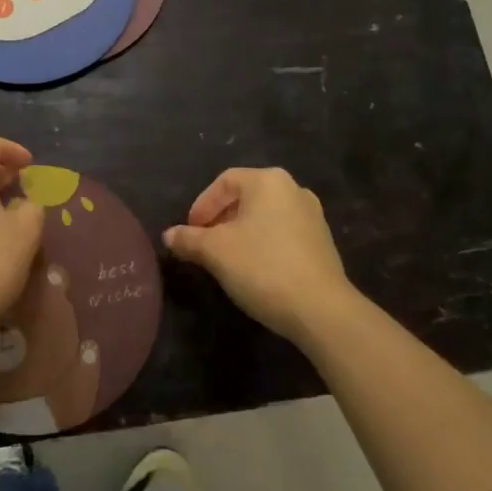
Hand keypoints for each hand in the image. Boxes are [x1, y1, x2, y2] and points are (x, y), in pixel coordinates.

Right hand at [163, 167, 355, 346]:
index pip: (225, 182)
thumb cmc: (263, 267)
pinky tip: (255, 270)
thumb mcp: (216, 252)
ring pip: (265, 216)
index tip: (190, 231)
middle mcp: (294, 190)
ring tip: (226, 259)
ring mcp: (313, 216)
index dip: (202, 205)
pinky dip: (263, 244)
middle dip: (220, 219)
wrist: (321, 310)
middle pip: (246, 197)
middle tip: (204, 244)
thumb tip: (169, 235)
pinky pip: (283, 234)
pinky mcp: (322, 243)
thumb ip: (189, 239)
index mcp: (268, 181)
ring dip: (241, 232)